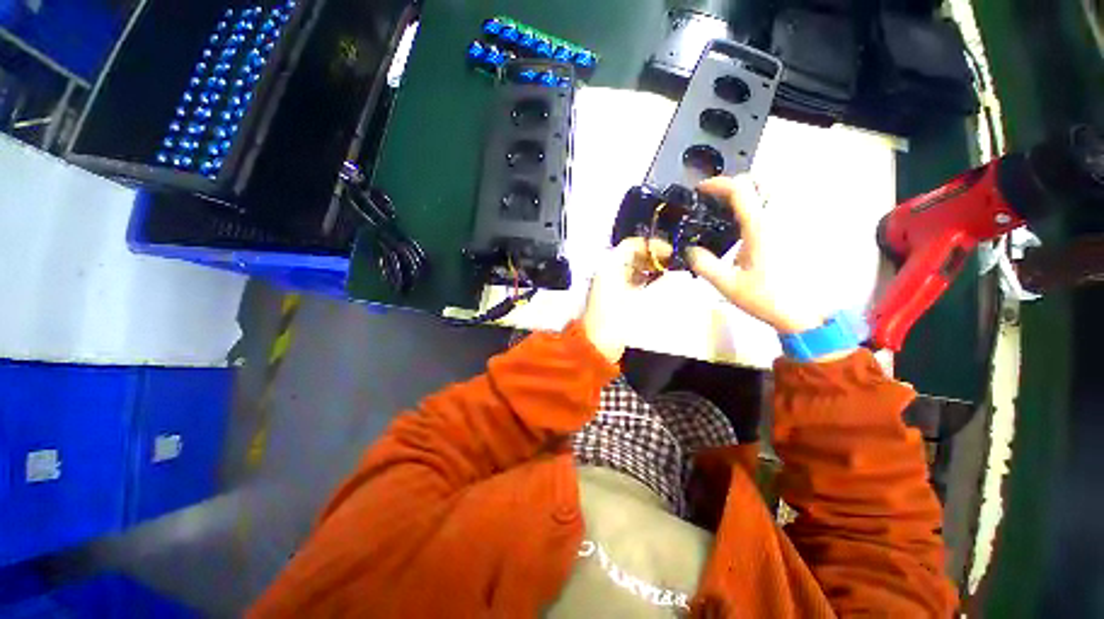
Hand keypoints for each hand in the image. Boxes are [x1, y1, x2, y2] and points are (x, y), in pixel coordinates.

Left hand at [581, 237, 671, 362]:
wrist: (597, 343)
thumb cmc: (616, 320)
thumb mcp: (639, 299)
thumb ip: (657, 283)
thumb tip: (670, 273)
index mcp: (610, 266)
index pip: (632, 245)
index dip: (652, 246)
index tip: (671, 253)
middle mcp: (607, 272)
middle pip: (632, 256)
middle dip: (653, 258)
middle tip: (673, 264)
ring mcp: (609, 284)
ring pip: (631, 269)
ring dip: (649, 269)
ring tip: (669, 274)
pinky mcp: (612, 297)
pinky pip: (630, 282)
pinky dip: (643, 281)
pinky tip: (657, 286)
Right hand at [688, 175, 825, 334]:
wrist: (801, 312)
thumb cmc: (765, 298)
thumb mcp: (727, 284)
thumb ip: (704, 264)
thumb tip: (688, 250)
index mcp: (759, 228)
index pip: (740, 190)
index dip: (717, 184)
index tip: (700, 190)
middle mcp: (777, 219)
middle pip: (759, 183)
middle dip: (734, 186)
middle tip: (715, 201)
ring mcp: (788, 224)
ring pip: (770, 193)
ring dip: (747, 195)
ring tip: (727, 212)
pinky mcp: (792, 232)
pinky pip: (774, 208)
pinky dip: (757, 207)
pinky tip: (745, 227)